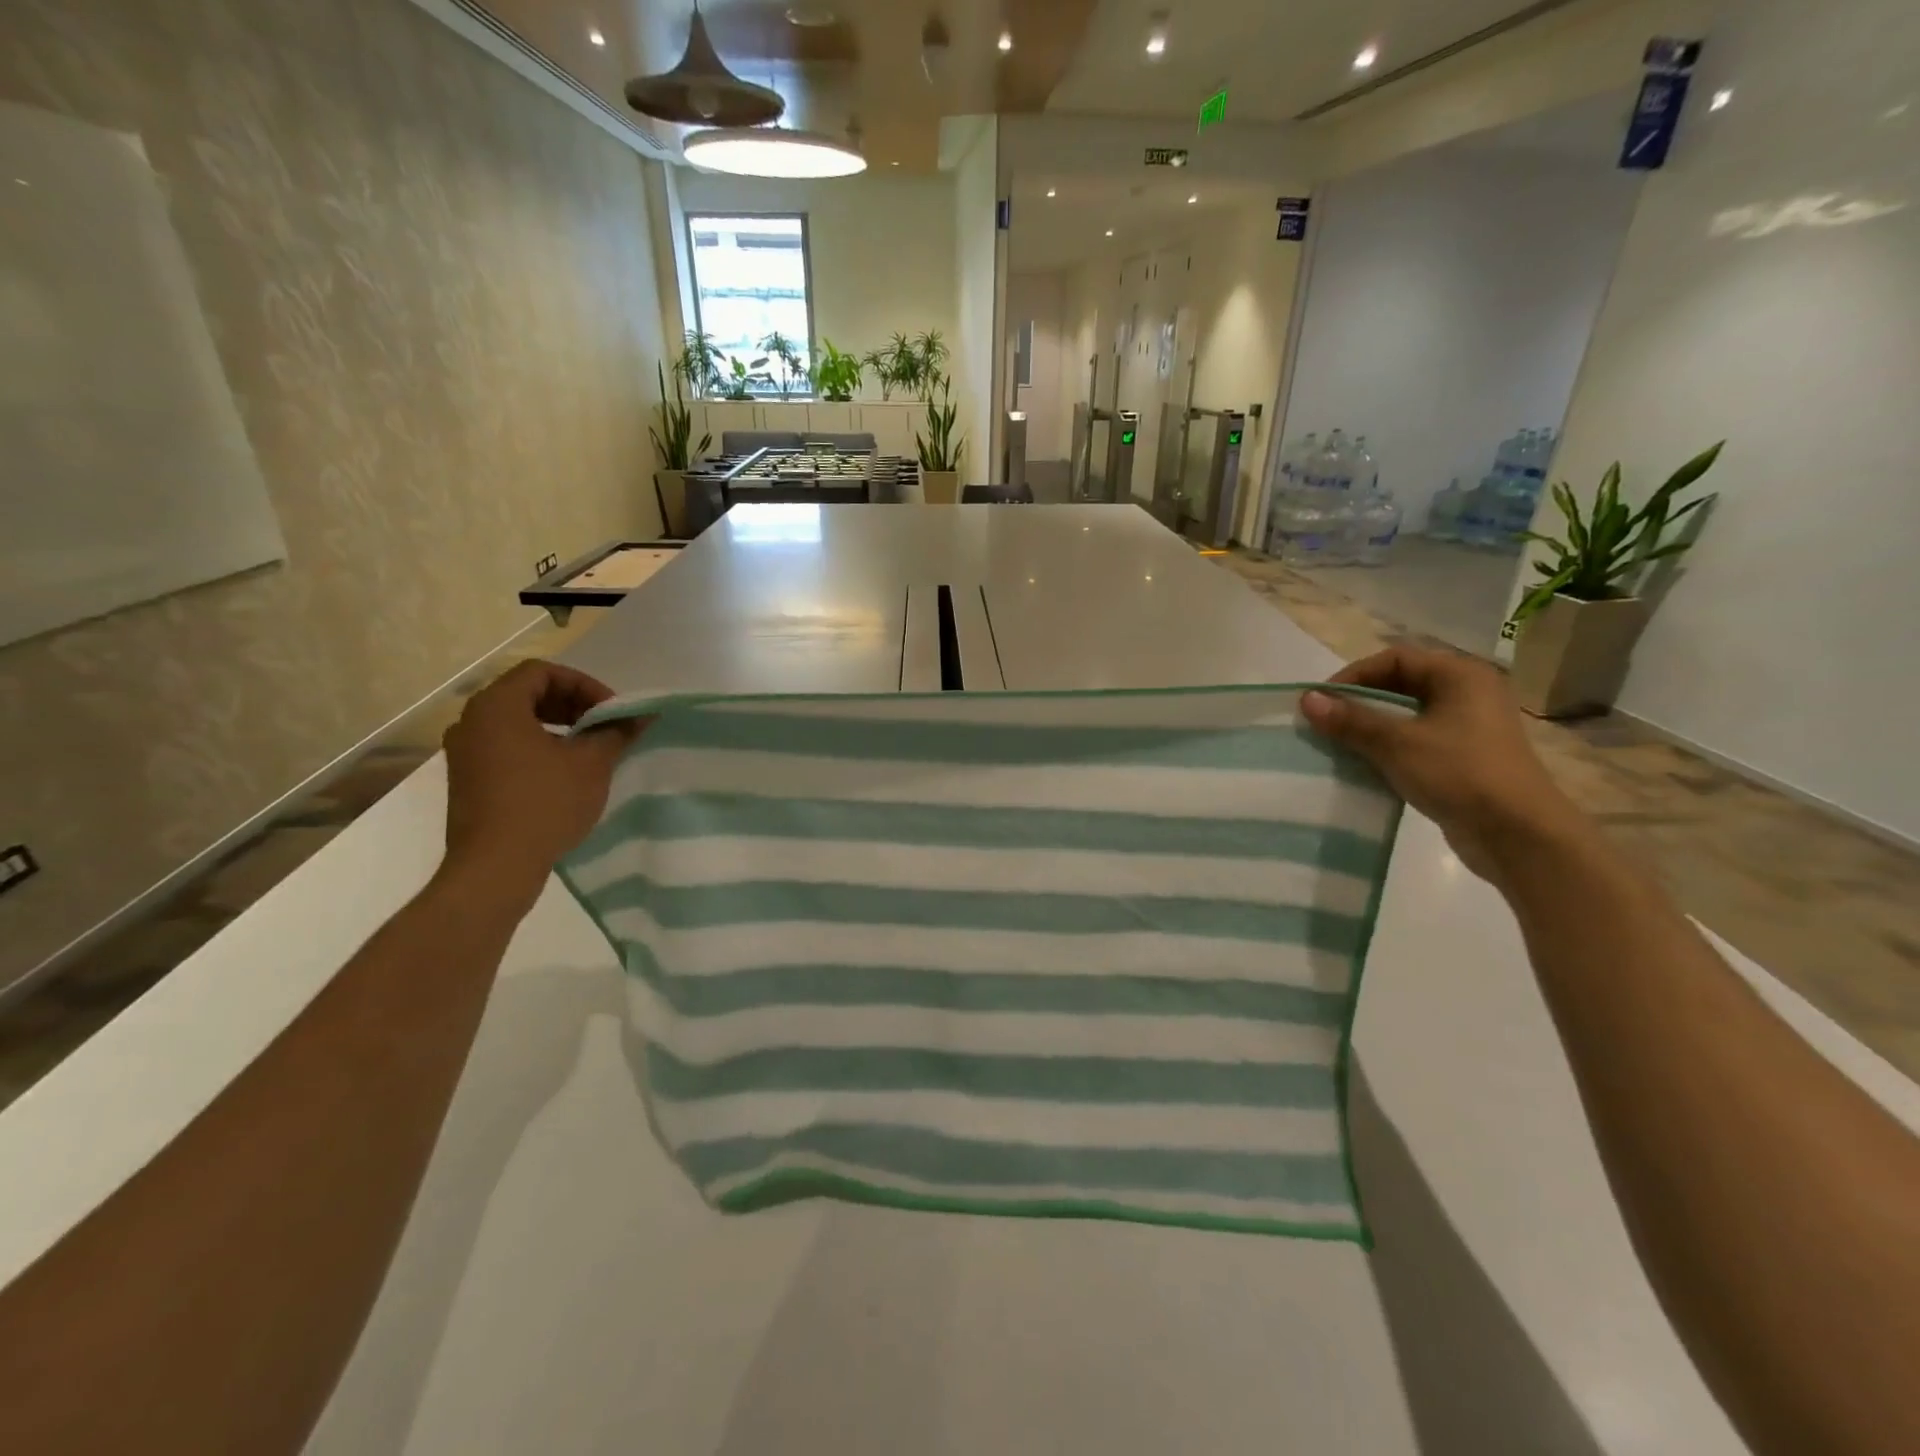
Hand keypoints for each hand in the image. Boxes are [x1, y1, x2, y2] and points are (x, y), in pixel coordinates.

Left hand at [440, 661, 639, 902]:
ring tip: (589, 749)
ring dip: (557, 726)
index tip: (611, 711)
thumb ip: (617, 732)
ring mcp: (464, 752)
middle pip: (527, 693)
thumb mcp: (592, 763)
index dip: (583, 684)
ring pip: (516, 721)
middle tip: (605, 725)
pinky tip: (564, 772)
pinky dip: (537, 746)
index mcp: (497, 707)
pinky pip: (505, 746)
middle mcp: (472, 721)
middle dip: (572, 704)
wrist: (495, 867)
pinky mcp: (467, 779)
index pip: (542, 672)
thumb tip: (643, 715)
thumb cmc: (545, 804)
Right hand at [1299, 646, 1584, 881]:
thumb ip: (1351, 719)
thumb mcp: (1397, 744)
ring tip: (1338, 744)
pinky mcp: (1464, 757)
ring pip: (1406, 715)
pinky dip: (1388, 748)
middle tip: (1325, 723)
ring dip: (1370, 727)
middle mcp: (1468, 693)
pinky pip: (1416, 741)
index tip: (1321, 702)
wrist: (1518, 835)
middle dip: (1359, 702)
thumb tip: (1307, 699)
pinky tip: (1365, 765)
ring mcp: (1469, 727)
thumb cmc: (1458, 774)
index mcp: (1460, 676)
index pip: (1394, 659)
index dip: (1353, 676)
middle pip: (1400, 685)